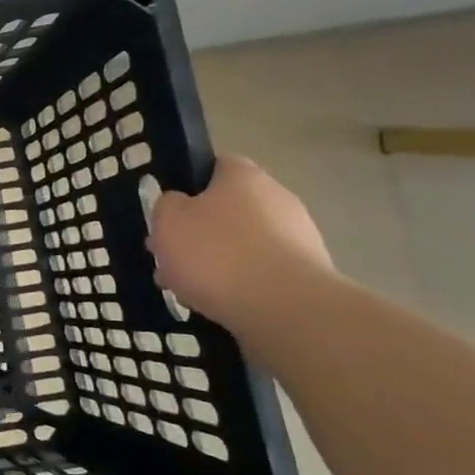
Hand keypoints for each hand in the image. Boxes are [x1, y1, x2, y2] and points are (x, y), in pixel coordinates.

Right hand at [148, 155, 334, 329]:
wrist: (285, 308)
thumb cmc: (216, 253)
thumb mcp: (167, 221)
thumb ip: (167, 205)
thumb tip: (179, 203)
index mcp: (244, 176)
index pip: (215, 166)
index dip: (188, 185)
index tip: (169, 211)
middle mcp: (277, 197)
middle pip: (228, 208)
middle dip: (199, 231)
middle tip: (172, 255)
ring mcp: (298, 236)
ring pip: (242, 243)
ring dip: (216, 260)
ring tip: (187, 287)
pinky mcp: (306, 273)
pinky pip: (260, 271)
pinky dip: (239, 283)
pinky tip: (217, 303)